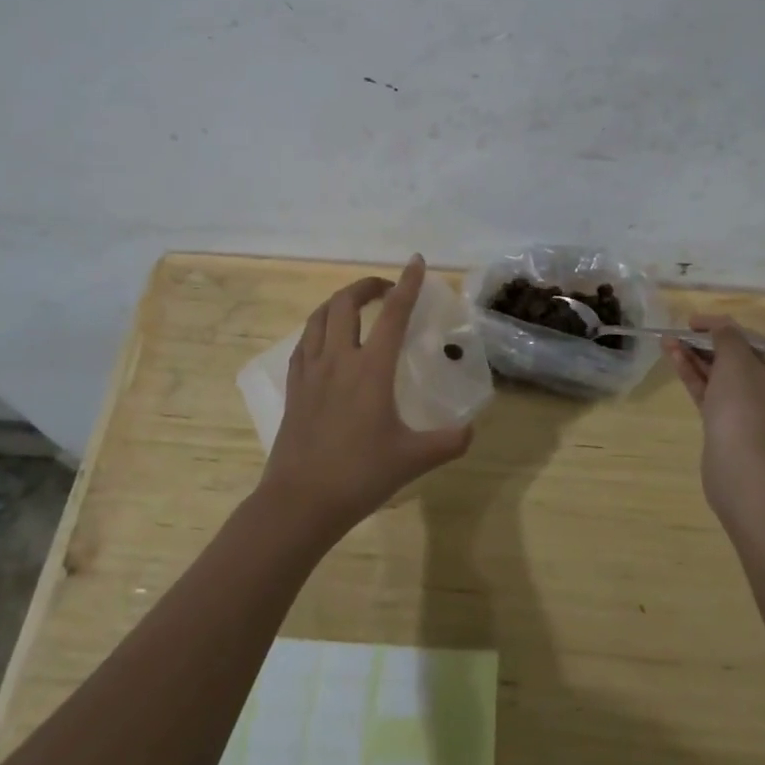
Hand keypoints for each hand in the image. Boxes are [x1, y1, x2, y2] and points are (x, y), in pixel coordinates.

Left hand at [260, 255, 473, 540]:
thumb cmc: (359, 475)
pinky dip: (318, 328)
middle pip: (346, 303)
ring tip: (356, 306)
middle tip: (386, 290)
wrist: (300, 503)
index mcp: (371, 369)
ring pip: (319, 318)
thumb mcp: (413, 459)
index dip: (407, 285)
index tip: (415, 262)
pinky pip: (303, 343)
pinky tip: (325, 340)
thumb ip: (449, 442)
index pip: (392, 314)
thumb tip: (471, 430)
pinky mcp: (294, 388)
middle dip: (367, 286)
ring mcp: (311, 372)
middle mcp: (338, 360)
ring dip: (339, 302)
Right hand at [662, 315, 764, 523]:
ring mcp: (749, 412)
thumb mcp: (737, 360)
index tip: (696, 322)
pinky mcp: (728, 427)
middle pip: (736, 358)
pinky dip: (694, 377)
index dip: (726, 326)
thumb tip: (720, 327)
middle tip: (680, 333)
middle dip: (706, 343)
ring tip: (667, 341)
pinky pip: (711, 394)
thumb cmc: (746, 408)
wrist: (743, 470)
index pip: (755, 340)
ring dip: (695, 358)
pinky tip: (674, 360)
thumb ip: (727, 336)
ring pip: (720, 377)